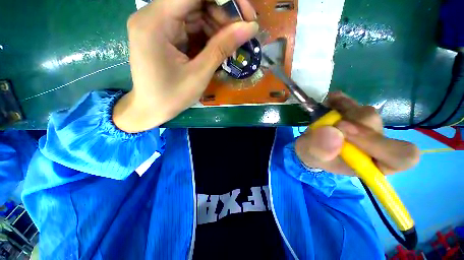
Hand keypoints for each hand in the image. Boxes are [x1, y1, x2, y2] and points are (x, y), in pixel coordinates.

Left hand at [113, 0, 258, 131]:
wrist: (151, 110)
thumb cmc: (171, 97)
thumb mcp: (199, 74)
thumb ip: (222, 47)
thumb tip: (250, 27)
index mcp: (155, 22)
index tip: (246, 14)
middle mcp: (153, 15)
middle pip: (195, 1)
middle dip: (223, 14)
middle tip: (242, 33)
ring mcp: (158, 24)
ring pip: (195, 13)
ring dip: (217, 26)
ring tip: (231, 45)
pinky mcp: (164, 34)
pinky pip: (190, 26)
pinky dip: (207, 34)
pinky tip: (218, 47)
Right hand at [295, 92, 419, 174]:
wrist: (310, 145)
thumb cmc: (313, 156)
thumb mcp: (311, 156)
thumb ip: (319, 150)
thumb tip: (334, 132)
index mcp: (373, 164)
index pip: (401, 156)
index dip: (379, 143)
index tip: (346, 133)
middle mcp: (376, 145)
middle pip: (378, 127)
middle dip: (352, 123)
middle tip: (332, 123)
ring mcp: (367, 128)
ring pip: (366, 113)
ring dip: (344, 110)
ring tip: (326, 112)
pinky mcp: (355, 115)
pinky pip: (354, 103)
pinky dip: (341, 100)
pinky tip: (330, 101)